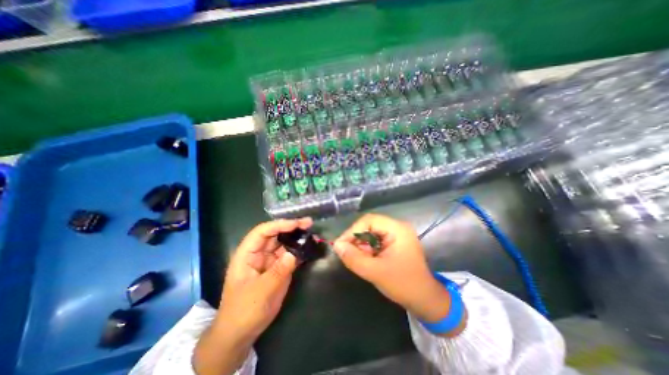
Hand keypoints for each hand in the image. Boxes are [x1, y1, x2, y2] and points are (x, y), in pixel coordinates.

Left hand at [190, 216, 311, 374]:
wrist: (242, 333)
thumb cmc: (244, 311)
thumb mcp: (260, 292)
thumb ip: (278, 271)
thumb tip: (293, 254)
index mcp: (247, 254)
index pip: (262, 232)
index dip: (279, 225)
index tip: (296, 224)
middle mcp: (259, 253)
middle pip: (275, 234)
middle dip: (291, 227)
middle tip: (308, 223)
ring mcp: (270, 260)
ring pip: (284, 243)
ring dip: (297, 238)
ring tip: (312, 234)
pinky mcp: (279, 268)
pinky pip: (290, 255)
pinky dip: (300, 250)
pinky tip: (310, 247)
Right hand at [335, 215, 454, 322]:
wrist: (425, 300)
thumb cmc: (403, 285)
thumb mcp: (375, 272)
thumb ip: (354, 258)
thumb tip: (337, 245)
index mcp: (397, 229)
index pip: (369, 220)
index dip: (353, 231)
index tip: (341, 245)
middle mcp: (397, 227)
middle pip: (369, 225)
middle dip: (357, 239)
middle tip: (347, 252)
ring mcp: (397, 234)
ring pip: (371, 233)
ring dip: (361, 244)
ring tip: (357, 258)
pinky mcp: (395, 242)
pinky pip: (376, 240)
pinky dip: (368, 248)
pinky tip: (366, 259)